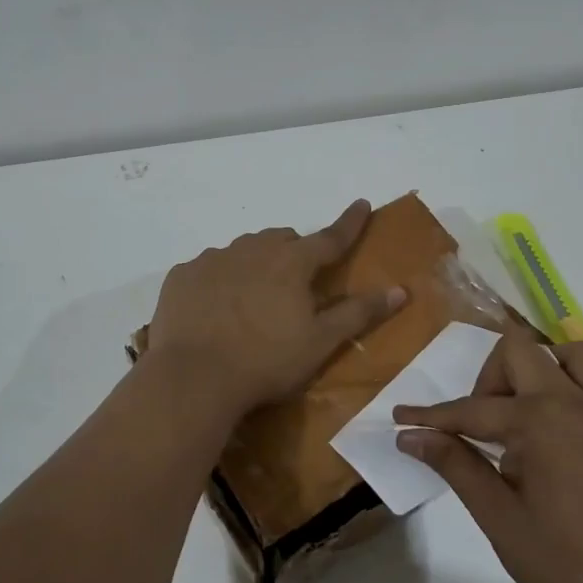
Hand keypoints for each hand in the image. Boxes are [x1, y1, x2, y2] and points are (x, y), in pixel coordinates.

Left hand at [147, 200, 405, 413]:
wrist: (193, 378)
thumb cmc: (266, 361)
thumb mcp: (321, 342)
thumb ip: (359, 313)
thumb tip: (400, 290)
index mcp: (291, 262)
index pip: (330, 237)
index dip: (350, 223)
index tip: (362, 205)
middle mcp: (251, 249)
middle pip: (281, 240)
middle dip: (294, 252)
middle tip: (295, 283)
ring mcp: (212, 259)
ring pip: (243, 250)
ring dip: (255, 264)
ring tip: (252, 299)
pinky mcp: (182, 276)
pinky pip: (208, 268)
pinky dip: (219, 280)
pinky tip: (215, 308)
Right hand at [394, 331, 582, 582]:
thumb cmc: (568, 563)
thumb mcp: (500, 518)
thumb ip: (457, 467)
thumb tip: (412, 437)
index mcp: (539, 421)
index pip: (471, 409)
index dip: (431, 417)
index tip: (400, 419)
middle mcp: (574, 402)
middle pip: (520, 351)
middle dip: (488, 378)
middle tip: (478, 425)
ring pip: (571, 354)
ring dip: (539, 368)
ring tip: (521, 410)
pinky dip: (580, 387)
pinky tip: (563, 420)